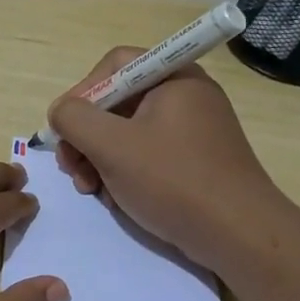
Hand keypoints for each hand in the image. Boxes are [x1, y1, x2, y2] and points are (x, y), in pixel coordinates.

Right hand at [48, 49, 292, 271]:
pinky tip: (114, 198)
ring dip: (99, 157)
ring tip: (89, 189)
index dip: (81, 93)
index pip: (113, 65)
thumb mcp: (112, 146)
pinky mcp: (194, 160)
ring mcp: (192, 129)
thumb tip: (60, 112)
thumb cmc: (173, 181)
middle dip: (86, 135)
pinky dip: (123, 171)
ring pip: (127, 131)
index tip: (64, 130)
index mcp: (173, 77)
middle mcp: (185, 95)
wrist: (239, 235)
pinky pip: (146, 153)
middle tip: (71, 168)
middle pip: (117, 101)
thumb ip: (74, 119)